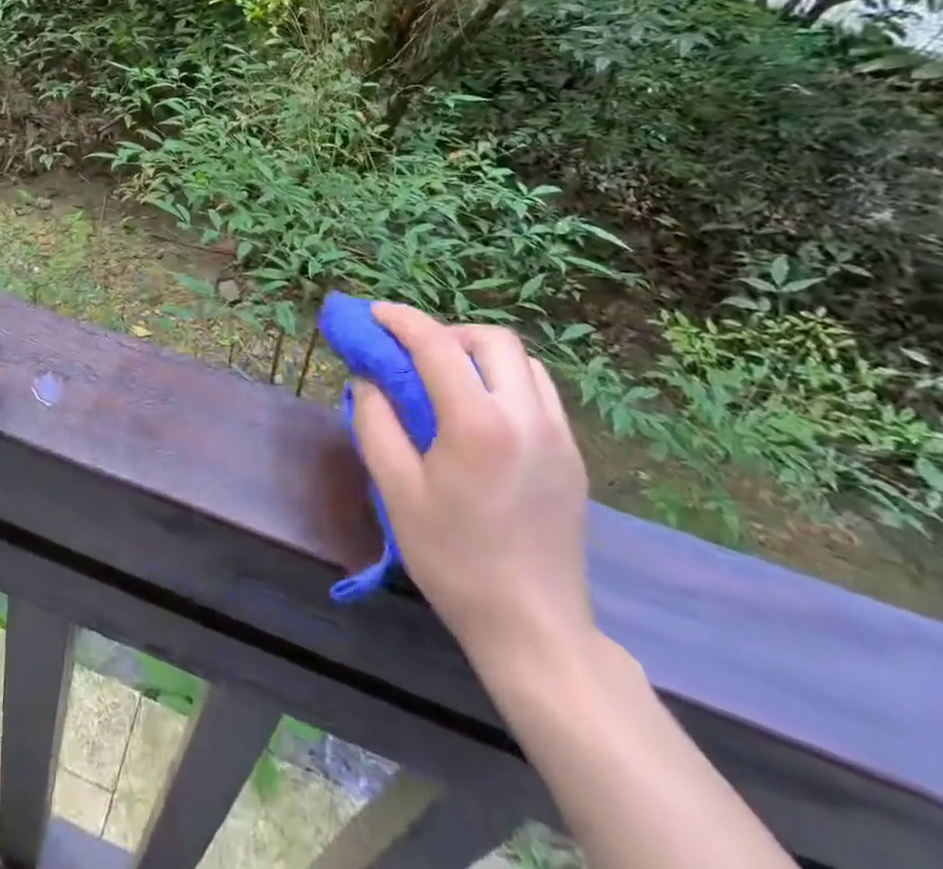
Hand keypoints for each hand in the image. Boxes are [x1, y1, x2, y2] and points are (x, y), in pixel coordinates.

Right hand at [354, 305, 594, 680]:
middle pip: (492, 339)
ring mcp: (558, 435)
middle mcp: (527, 416)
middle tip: (414, 355)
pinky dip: (505, 380)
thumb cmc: (454, 560)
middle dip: (447, 332)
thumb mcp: (396, 491)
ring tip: (447, 380)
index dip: (401, 321)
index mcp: (478, 424)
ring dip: (480, 354)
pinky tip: (480, 412)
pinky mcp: (573, 456)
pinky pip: (538, 392)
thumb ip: (375, 422)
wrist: (533, 628)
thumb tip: (368, 380)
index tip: (374, 314)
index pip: (436, 346)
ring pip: (522, 361)